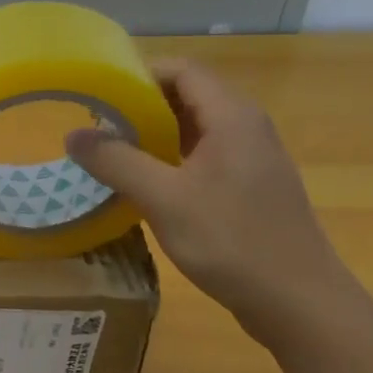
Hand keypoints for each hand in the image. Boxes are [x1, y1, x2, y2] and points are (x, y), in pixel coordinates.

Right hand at [66, 60, 356, 333]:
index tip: (100, 95)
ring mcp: (252, 159)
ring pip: (195, 128)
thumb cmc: (232, 241)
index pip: (182, 70)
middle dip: (141, 106)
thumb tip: (73, 134)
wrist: (299, 303)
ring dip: (154, 134)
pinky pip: (204, 156)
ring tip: (113, 154)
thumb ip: (117, 162)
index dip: (140, 74)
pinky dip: (171, 159)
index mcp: (232, 117)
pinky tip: (146, 185)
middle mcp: (246, 128)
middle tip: (98, 127)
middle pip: (188, 95)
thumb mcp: (164, 199)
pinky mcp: (250, 187)